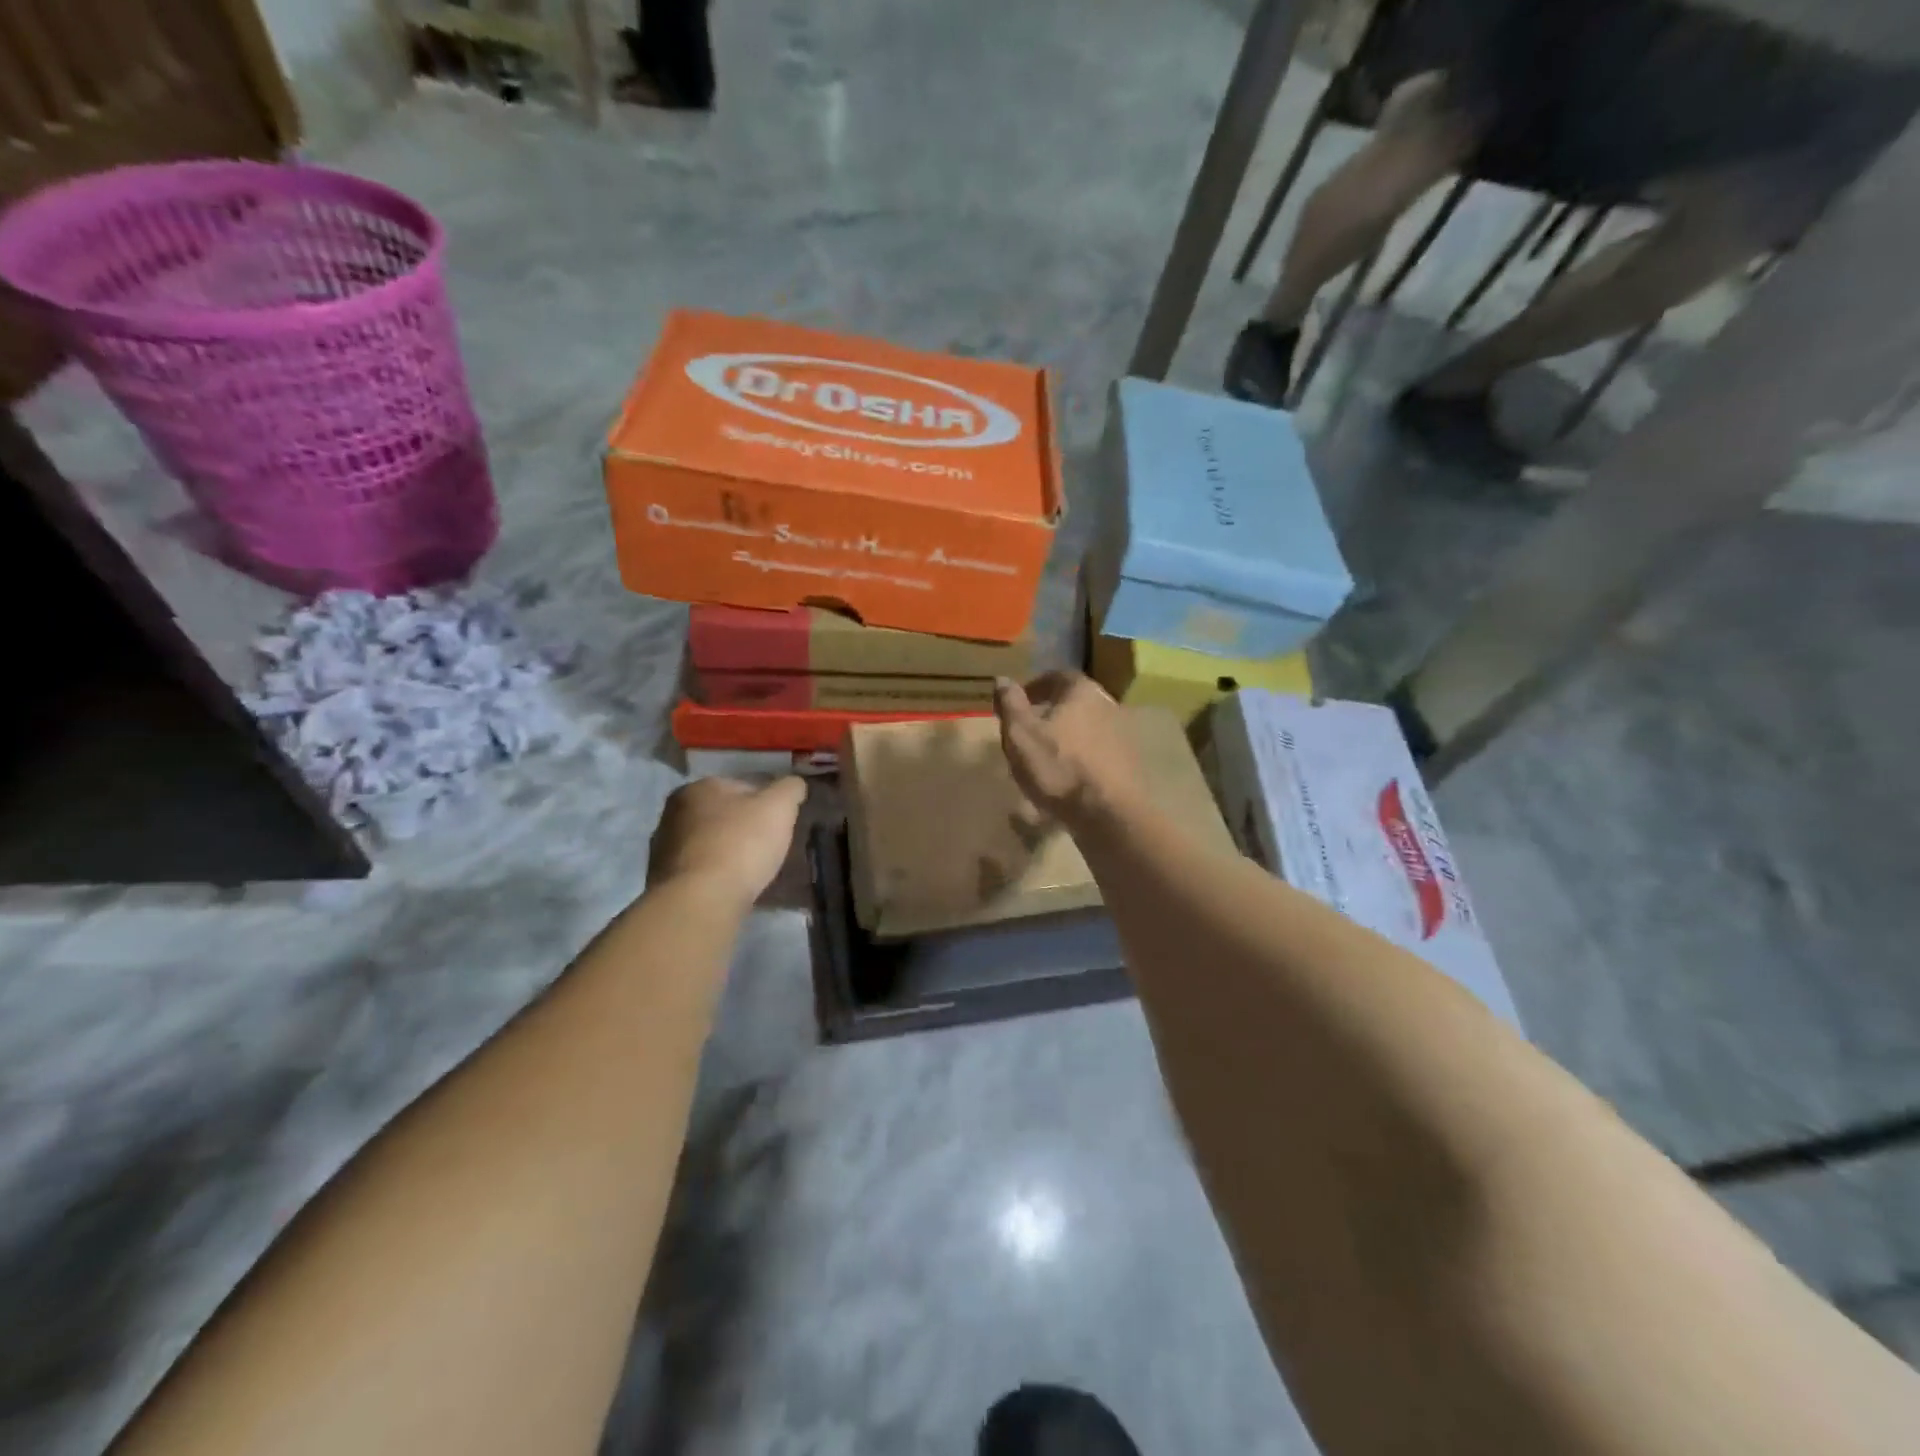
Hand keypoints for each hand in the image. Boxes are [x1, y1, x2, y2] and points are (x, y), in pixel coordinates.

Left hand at [647, 776, 806, 909]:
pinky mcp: (662, 878)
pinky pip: (699, 868)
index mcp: (699, 787)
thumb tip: (794, 785)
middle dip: (744, 826)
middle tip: (768, 846)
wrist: (700, 901)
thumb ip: (790, 788)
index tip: (780, 822)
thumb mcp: (779, 807)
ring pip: (709, 841)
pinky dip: (714, 873)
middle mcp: (674, 811)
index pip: (742, 786)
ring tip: (752, 870)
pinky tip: (731, 886)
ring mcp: (663, 846)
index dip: (766, 803)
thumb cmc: (741, 845)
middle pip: (723, 814)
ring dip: (727, 850)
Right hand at [993, 672, 1140, 828]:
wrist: (1108, 813)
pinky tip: (1067, 778)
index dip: (1035, 687)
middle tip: (1029, 730)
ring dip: (1067, 737)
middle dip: (1052, 713)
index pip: (1057, 676)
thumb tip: (1002, 678)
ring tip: (1045, 758)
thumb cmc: (1058, 767)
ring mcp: (1123, 735)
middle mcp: (1108, 705)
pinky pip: (1098, 752)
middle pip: (1075, 702)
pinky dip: (1081, 758)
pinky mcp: (1129, 764)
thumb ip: (1010, 704)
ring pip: (1087, 728)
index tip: (1019, 702)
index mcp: (1082, 691)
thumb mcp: (1020, 734)